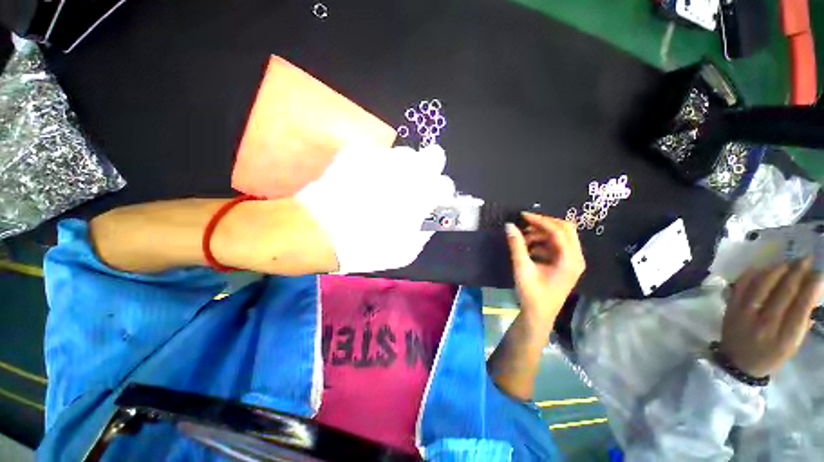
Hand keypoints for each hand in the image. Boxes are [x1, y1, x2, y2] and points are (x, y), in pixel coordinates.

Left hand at [296, 144, 454, 273]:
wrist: (321, 232)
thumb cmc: (367, 247)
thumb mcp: (405, 251)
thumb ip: (424, 230)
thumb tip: (429, 215)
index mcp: (423, 197)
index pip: (445, 184)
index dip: (440, 190)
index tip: (432, 196)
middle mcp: (408, 171)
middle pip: (433, 157)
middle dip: (428, 169)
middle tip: (414, 183)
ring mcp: (384, 158)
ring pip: (406, 153)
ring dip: (403, 166)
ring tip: (388, 183)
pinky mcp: (361, 153)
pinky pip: (380, 154)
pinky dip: (380, 165)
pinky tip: (368, 181)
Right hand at [505, 213, 585, 326]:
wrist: (538, 315)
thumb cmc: (532, 294)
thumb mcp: (522, 268)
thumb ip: (516, 245)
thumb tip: (509, 225)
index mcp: (570, 260)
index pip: (558, 231)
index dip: (540, 220)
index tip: (522, 215)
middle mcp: (576, 258)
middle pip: (565, 230)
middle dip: (544, 224)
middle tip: (525, 223)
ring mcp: (572, 262)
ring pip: (561, 237)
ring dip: (542, 234)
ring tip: (523, 239)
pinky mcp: (566, 265)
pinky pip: (556, 246)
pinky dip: (543, 243)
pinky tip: (528, 248)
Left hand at [720, 257, 823, 377]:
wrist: (736, 363)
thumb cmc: (769, 356)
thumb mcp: (792, 346)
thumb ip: (801, 322)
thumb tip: (812, 294)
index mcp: (784, 338)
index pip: (801, 306)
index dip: (811, 286)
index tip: (819, 272)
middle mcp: (765, 324)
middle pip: (783, 291)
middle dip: (797, 272)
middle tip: (806, 259)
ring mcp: (744, 314)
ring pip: (762, 284)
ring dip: (777, 269)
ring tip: (788, 262)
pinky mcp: (730, 308)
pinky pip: (742, 285)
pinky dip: (753, 274)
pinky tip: (763, 267)